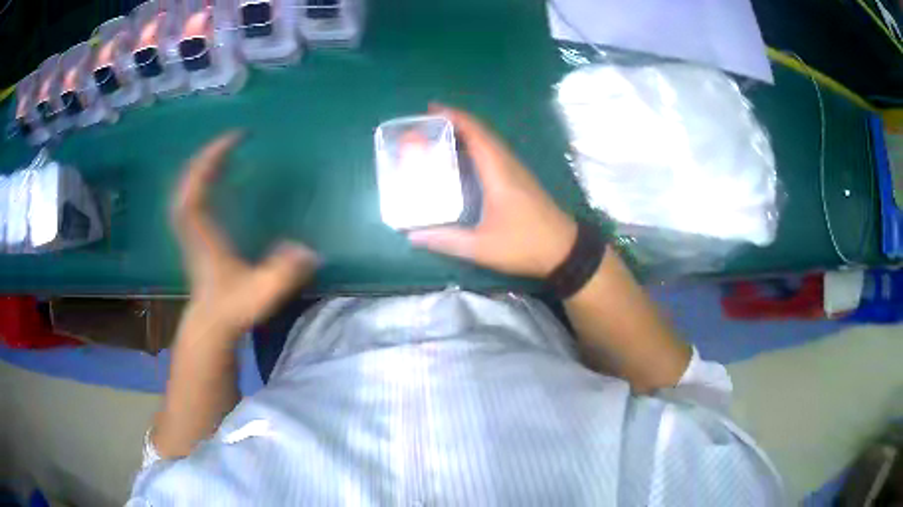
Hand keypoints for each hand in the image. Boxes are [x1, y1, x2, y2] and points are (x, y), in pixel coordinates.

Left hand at [172, 131, 318, 336]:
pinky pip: (188, 198)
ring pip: (185, 187)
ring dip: (201, 167)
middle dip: (207, 155)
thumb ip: (286, 272)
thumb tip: (311, 252)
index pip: (198, 186)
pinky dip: (197, 182)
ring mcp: (189, 230)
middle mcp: (193, 225)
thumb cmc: (233, 307)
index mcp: (204, 232)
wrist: (211, 326)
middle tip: (232, 140)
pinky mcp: (192, 235)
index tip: (236, 137)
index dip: (213, 157)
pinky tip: (211, 180)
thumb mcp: (263, 292)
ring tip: (222, 154)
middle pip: (188, 180)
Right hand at [408, 106, 576, 277]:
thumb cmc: (525, 245)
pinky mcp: (521, 179)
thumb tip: (413, 236)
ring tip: (440, 135)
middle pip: (482, 133)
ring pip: (490, 142)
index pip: (477, 135)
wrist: (565, 250)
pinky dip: (477, 146)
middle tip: (428, 122)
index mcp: (498, 173)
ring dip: (467, 132)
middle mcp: (508, 165)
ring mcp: (517, 170)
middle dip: (456, 121)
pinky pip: (495, 152)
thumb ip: (447, 241)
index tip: (432, 109)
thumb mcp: (482, 248)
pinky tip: (464, 157)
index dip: (455, 118)